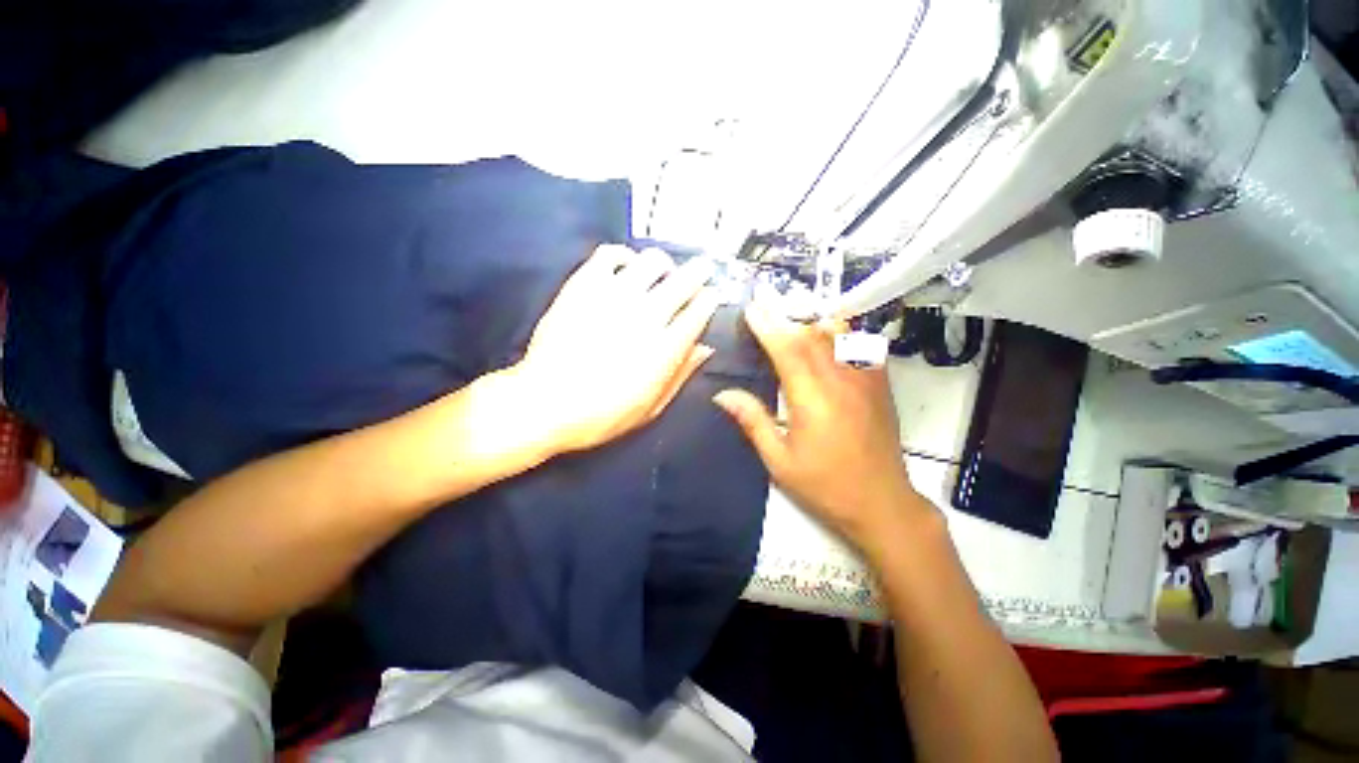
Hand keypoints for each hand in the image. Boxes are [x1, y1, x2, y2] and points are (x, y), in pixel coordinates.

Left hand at [511, 244, 719, 454]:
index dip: (710, 299)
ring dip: (664, 264)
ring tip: (662, 271)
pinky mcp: (584, 285)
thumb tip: (705, 348)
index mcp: (665, 347)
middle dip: (699, 272)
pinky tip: (626, 267)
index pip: (699, 310)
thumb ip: (681, 375)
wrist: (545, 403)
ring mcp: (614, 296)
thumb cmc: (602, 414)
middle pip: (683, 280)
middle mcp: (646, 315)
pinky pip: (610, 254)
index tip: (712, 295)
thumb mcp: (651, 408)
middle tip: (701, 270)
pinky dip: (624, 255)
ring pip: (652, 261)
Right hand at [712, 303, 935, 549]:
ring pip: (836, 336)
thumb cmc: (825, 485)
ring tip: (791, 320)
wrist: (882, 503)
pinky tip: (828, 337)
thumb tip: (723, 394)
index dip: (767, 326)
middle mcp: (840, 381)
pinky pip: (859, 347)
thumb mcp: (780, 461)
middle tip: (764, 308)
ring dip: (810, 323)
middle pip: (810, 336)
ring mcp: (865, 380)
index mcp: (812, 400)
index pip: (787, 351)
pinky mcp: (879, 385)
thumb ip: (752, 421)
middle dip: (784, 318)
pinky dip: (839, 335)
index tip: (751, 309)